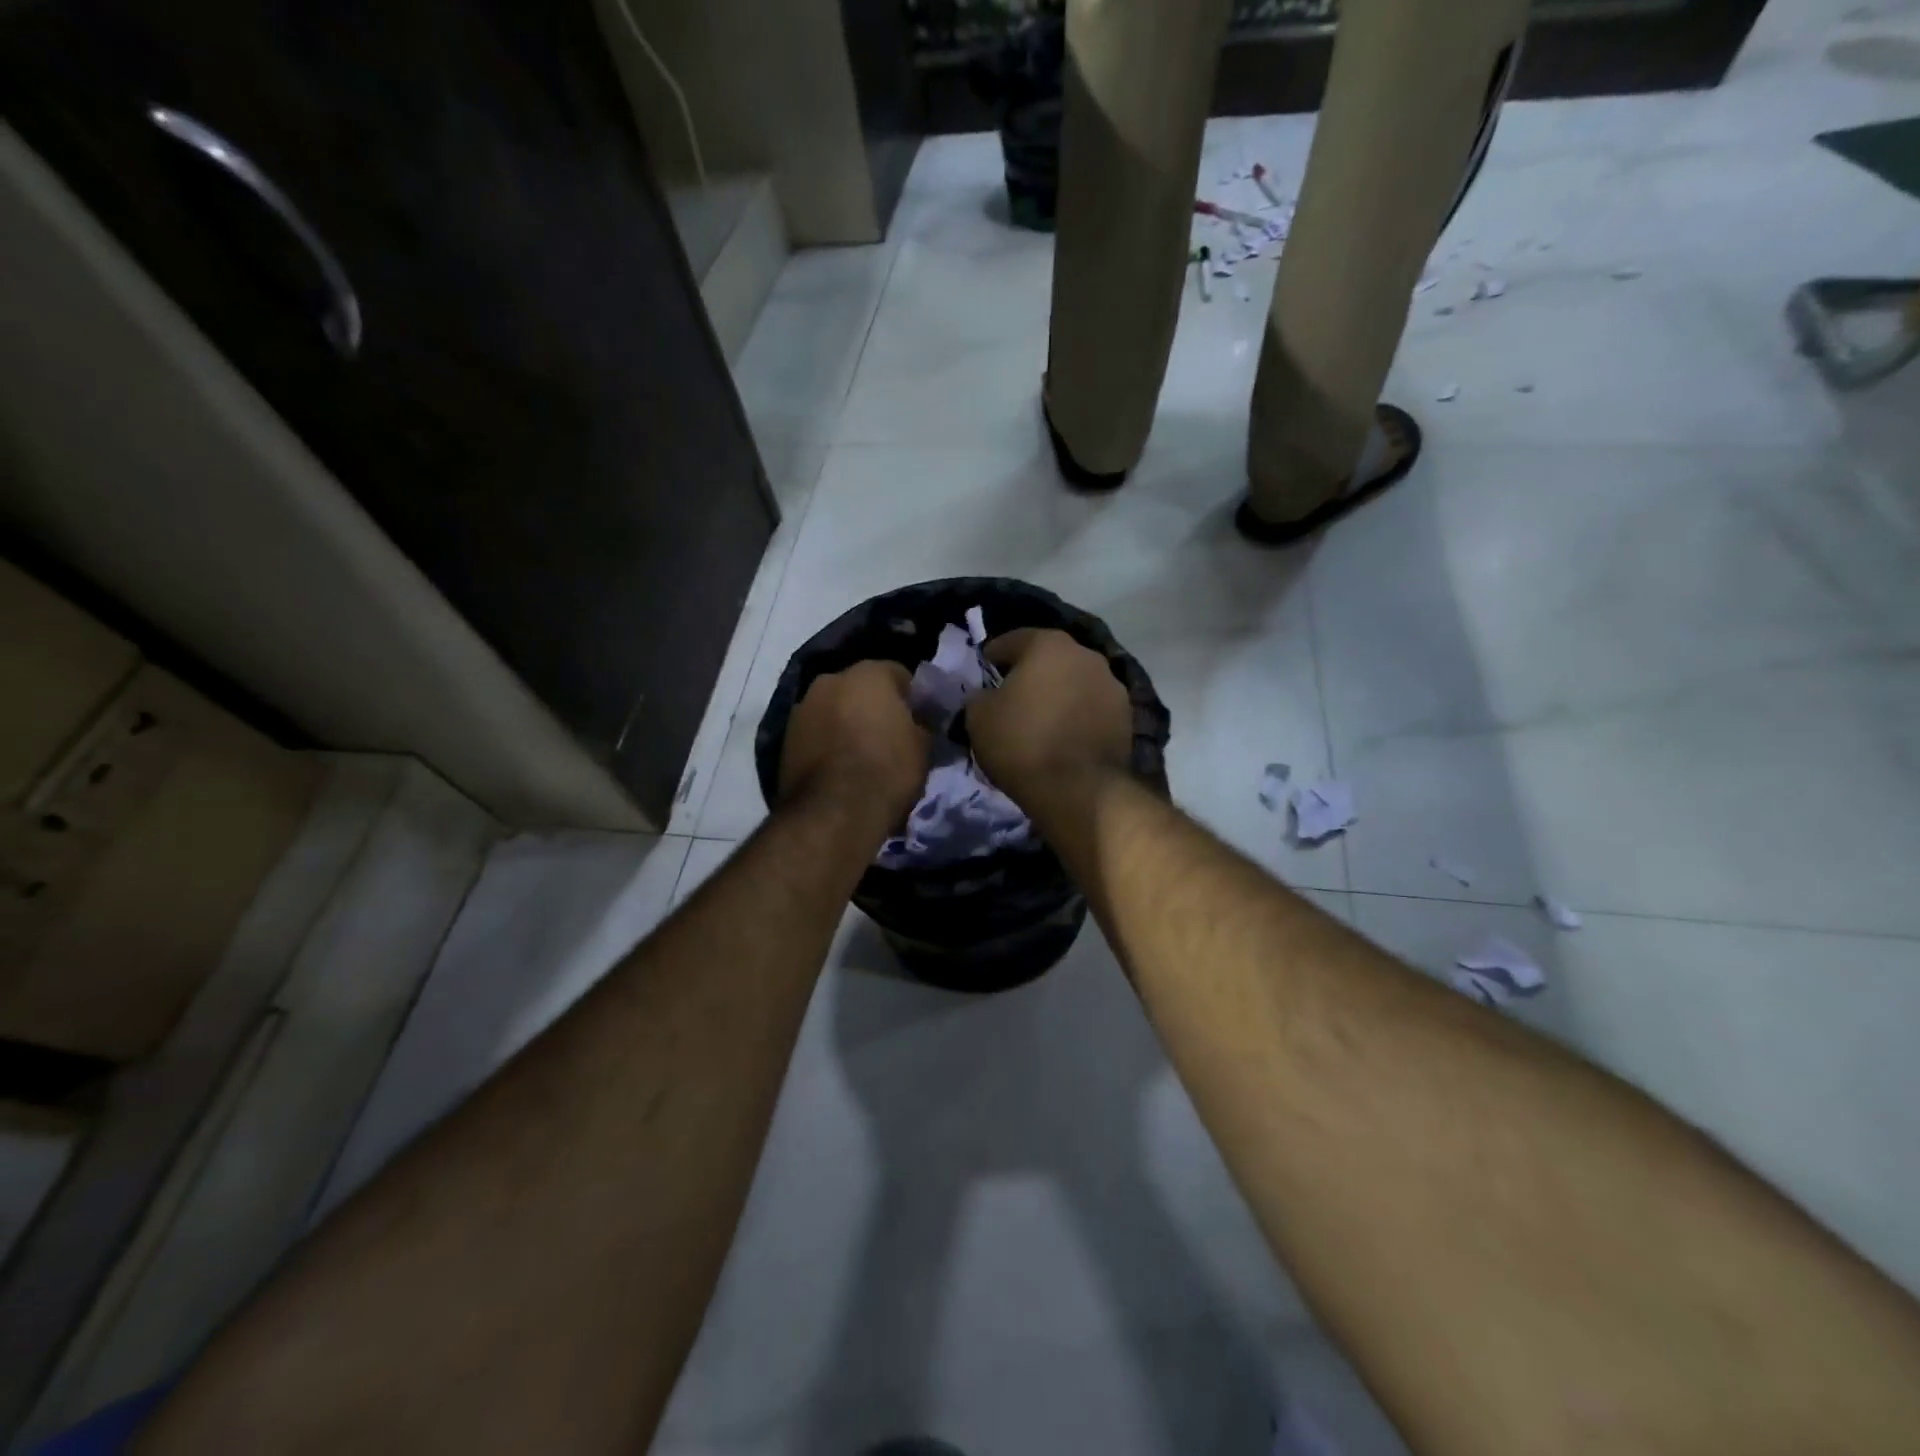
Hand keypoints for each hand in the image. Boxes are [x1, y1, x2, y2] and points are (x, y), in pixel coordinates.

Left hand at [778, 660, 929, 829]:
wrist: (834, 811)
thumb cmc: (887, 770)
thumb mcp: (923, 748)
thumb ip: (920, 725)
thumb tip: (917, 723)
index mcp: (869, 673)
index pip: (899, 674)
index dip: (911, 698)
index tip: (918, 720)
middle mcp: (831, 680)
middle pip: (860, 687)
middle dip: (873, 706)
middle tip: (889, 735)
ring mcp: (803, 707)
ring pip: (834, 708)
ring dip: (846, 722)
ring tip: (860, 755)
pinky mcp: (785, 737)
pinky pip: (816, 732)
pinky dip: (826, 742)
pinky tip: (838, 767)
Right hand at [969, 628, 1132, 811]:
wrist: (1079, 789)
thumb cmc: (1022, 743)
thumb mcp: (978, 717)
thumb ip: (979, 696)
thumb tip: (986, 695)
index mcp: (1048, 644)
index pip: (1012, 640)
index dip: (993, 655)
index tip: (983, 670)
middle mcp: (1086, 655)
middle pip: (1049, 658)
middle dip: (1030, 672)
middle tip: (1011, 695)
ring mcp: (1112, 684)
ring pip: (1074, 682)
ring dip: (1058, 693)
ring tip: (1041, 718)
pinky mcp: (1126, 716)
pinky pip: (1091, 708)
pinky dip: (1077, 715)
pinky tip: (1064, 736)